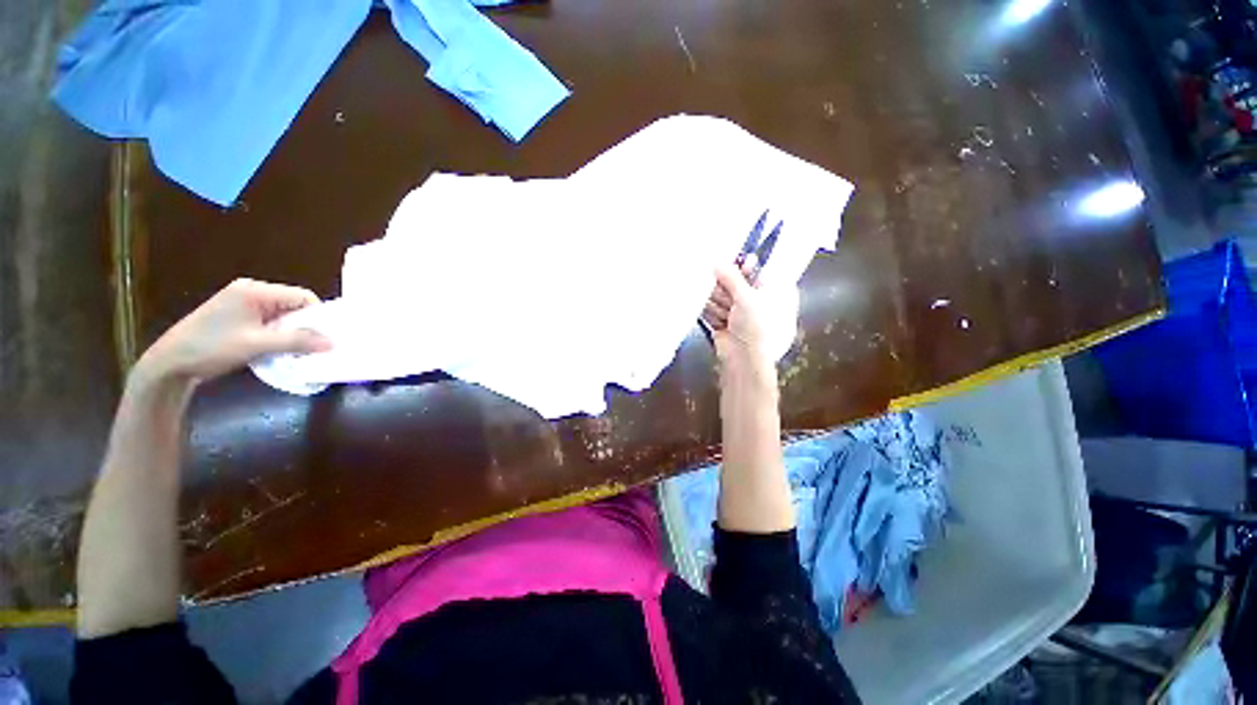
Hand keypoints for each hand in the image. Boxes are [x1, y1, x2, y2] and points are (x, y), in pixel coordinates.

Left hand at [135, 278, 331, 385]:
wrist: (169, 364)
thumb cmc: (211, 348)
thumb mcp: (257, 344)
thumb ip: (297, 341)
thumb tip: (333, 342)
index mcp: (255, 291)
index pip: (302, 296)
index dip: (317, 316)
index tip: (324, 337)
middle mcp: (250, 292)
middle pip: (293, 305)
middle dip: (305, 326)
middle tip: (312, 347)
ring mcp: (242, 304)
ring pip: (283, 316)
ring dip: (291, 334)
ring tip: (296, 351)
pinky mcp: (237, 318)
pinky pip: (270, 323)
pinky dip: (278, 336)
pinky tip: (277, 350)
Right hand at [703, 261, 771, 369]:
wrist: (745, 360)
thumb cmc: (756, 325)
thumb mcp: (747, 296)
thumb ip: (731, 276)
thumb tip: (717, 262)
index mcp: (776, 292)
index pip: (759, 272)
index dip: (746, 267)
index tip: (735, 263)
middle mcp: (759, 302)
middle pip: (736, 284)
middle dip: (726, 287)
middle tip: (723, 288)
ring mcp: (741, 315)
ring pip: (722, 297)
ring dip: (719, 302)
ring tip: (724, 312)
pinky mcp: (725, 325)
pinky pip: (714, 311)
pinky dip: (712, 313)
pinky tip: (717, 319)